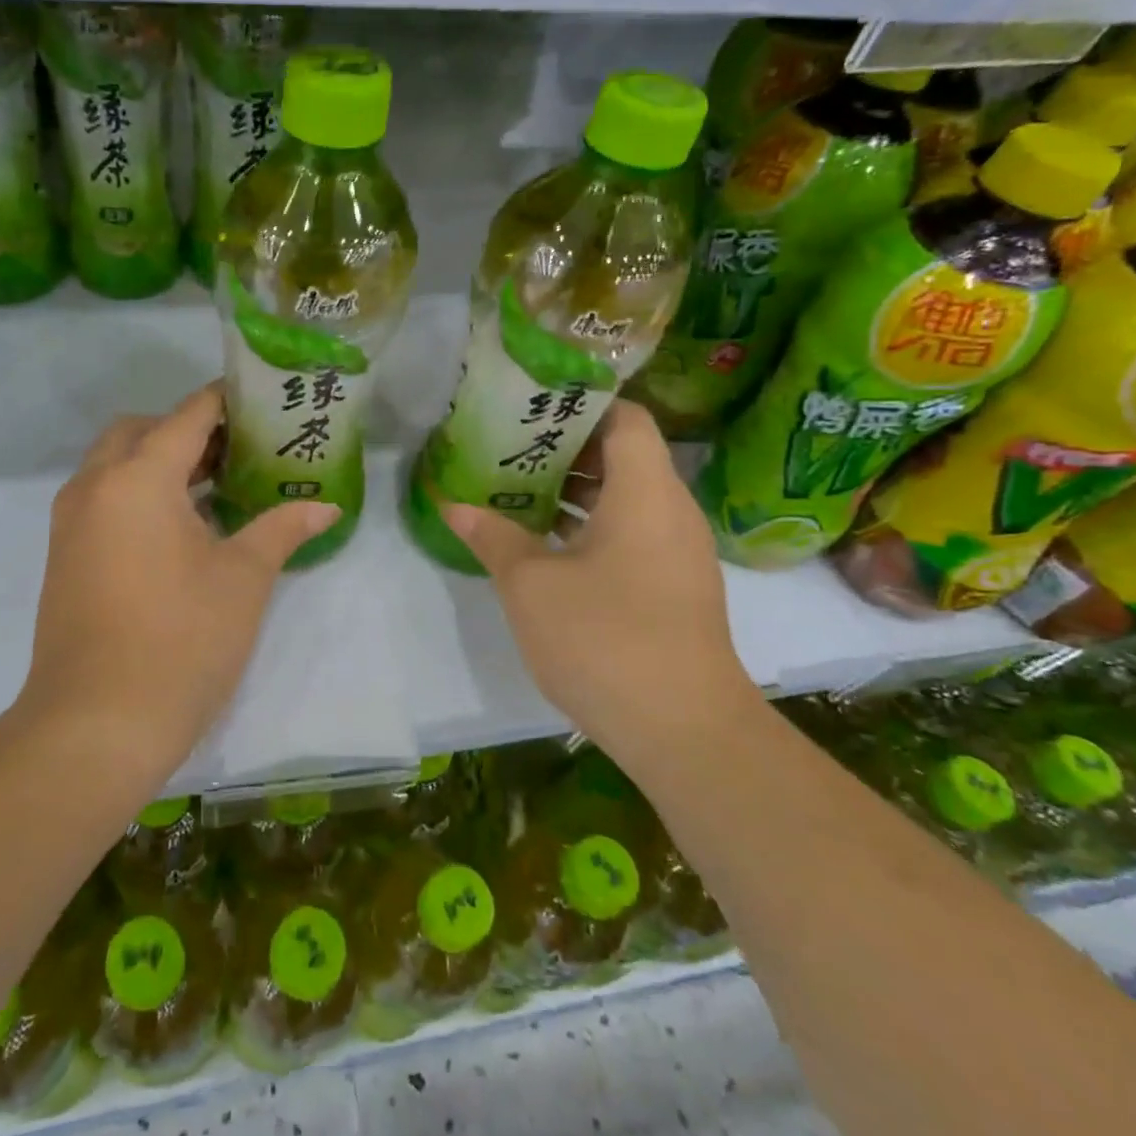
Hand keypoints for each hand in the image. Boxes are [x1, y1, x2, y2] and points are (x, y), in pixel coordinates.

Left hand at [19, 383, 340, 779]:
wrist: (95, 726)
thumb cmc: (180, 640)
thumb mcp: (243, 578)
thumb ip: (282, 528)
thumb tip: (325, 506)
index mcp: (138, 478)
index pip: (187, 416)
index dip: (225, 401)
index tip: (260, 399)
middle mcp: (95, 486)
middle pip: (141, 431)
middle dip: (187, 430)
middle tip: (238, 449)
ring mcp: (71, 522)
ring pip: (115, 464)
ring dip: (160, 461)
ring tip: (217, 485)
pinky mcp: (65, 555)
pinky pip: (103, 498)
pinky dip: (138, 492)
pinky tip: (181, 527)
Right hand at [441, 402, 760, 757]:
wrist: (683, 731)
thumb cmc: (604, 638)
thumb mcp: (531, 584)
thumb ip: (492, 536)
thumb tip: (453, 504)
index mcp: (646, 492)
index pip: (626, 418)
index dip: (582, 403)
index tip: (533, 404)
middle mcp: (671, 511)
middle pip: (624, 455)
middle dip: (565, 447)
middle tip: (509, 444)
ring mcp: (677, 552)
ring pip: (626, 497)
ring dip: (575, 490)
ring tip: (517, 487)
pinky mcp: (673, 587)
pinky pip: (632, 533)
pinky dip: (591, 525)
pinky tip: (545, 542)